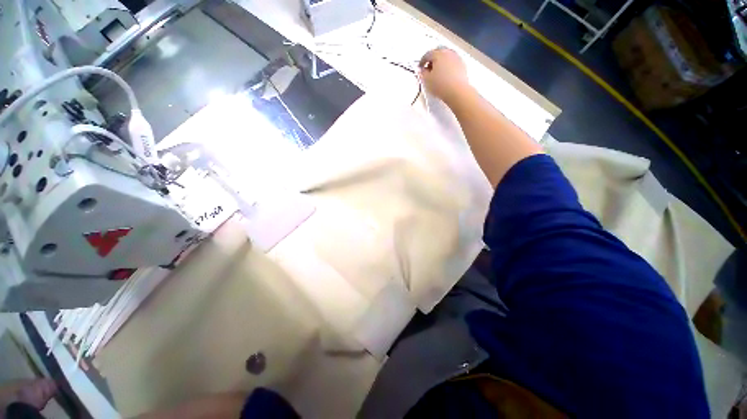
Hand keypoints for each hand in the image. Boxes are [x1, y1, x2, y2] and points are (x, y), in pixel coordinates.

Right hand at [418, 47, 471, 104]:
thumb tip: (422, 69)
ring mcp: (456, 57)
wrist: (457, 91)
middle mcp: (448, 52)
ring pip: (446, 56)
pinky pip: (452, 62)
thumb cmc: (440, 85)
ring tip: (437, 72)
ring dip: (440, 62)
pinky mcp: (462, 64)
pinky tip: (445, 74)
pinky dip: (447, 66)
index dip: (422, 61)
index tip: (420, 68)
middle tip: (429, 69)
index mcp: (438, 54)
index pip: (427, 54)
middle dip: (432, 60)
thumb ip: (422, 73)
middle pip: (438, 53)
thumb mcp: (427, 80)